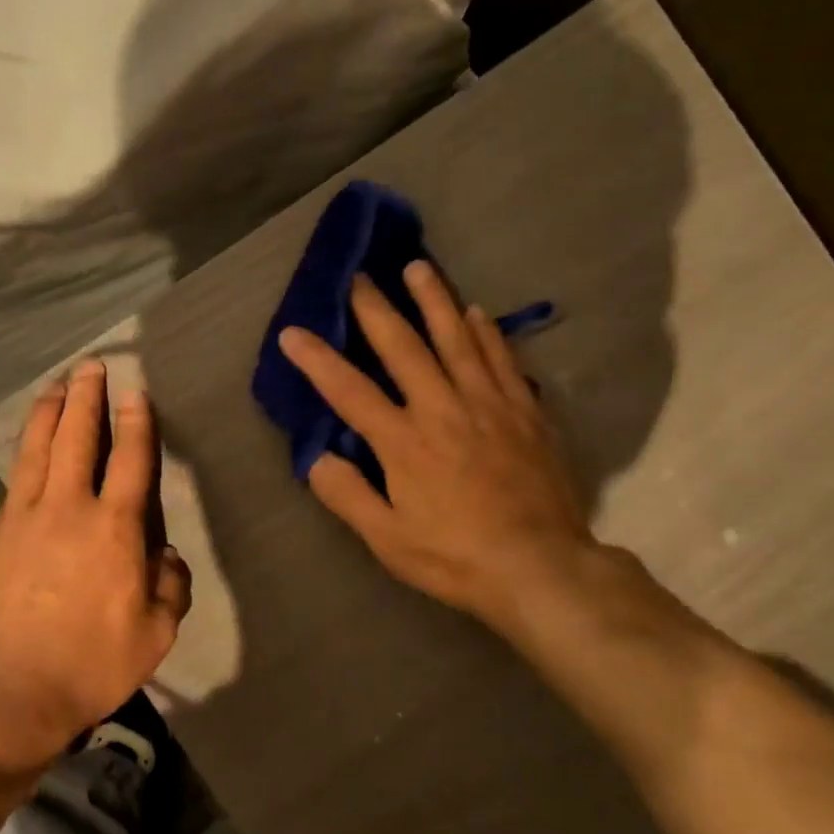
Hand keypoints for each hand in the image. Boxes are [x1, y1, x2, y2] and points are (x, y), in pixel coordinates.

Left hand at [0, 361, 191, 785]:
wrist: (8, 696)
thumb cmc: (94, 664)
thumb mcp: (157, 631)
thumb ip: (170, 583)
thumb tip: (164, 555)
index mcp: (115, 529)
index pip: (131, 459)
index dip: (136, 421)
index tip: (135, 392)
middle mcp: (67, 510)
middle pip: (77, 438)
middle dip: (86, 397)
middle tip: (90, 366)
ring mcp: (19, 521)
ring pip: (35, 451)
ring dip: (48, 413)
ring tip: (55, 386)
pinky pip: (13, 492)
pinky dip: (25, 466)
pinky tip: (28, 462)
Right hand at [277, 261, 596, 635]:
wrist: (540, 566)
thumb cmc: (456, 558)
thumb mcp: (388, 540)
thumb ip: (348, 496)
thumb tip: (318, 458)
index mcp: (404, 442)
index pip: (349, 391)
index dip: (317, 360)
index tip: (293, 332)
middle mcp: (443, 409)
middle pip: (403, 348)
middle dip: (375, 309)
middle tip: (359, 275)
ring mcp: (488, 405)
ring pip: (457, 339)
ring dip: (434, 301)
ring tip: (418, 268)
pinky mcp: (525, 411)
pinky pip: (502, 359)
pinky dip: (487, 332)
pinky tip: (478, 312)